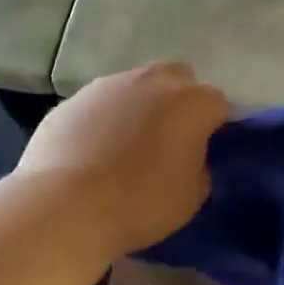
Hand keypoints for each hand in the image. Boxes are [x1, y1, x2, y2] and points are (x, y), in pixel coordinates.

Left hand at [18, 62, 228, 255]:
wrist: (65, 206)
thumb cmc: (141, 203)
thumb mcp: (192, 197)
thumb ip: (199, 167)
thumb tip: (189, 158)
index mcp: (191, 102)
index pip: (218, 103)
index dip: (215, 126)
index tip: (207, 150)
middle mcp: (152, 81)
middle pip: (178, 78)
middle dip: (180, 100)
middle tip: (171, 137)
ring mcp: (108, 86)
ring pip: (135, 86)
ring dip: (140, 106)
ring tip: (128, 145)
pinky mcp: (72, 100)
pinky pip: (100, 104)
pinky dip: (104, 120)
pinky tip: (94, 151)